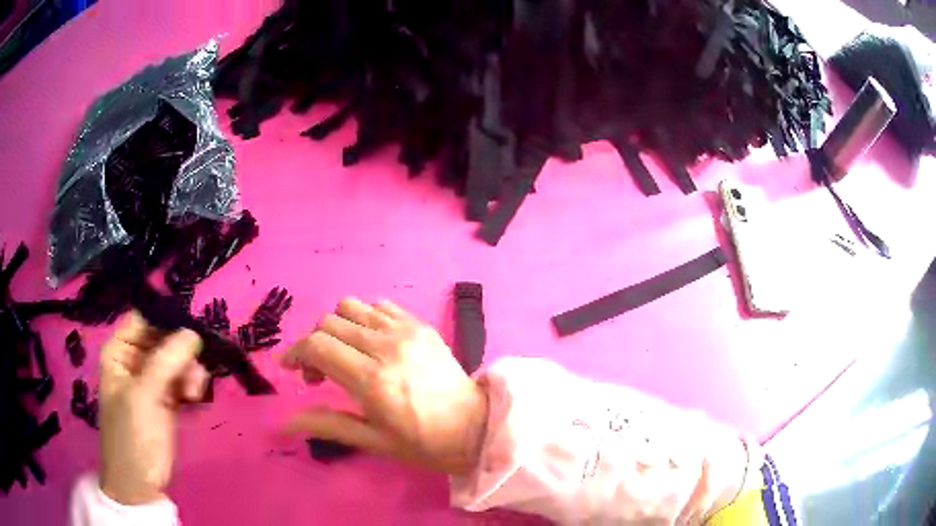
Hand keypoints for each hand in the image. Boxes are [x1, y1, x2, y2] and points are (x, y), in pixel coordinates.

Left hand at [99, 312, 207, 504]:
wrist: (139, 484)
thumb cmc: (132, 436)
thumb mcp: (144, 397)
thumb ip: (166, 362)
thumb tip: (193, 331)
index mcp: (119, 351)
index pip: (143, 319)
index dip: (165, 319)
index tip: (191, 330)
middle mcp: (134, 361)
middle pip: (162, 338)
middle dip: (181, 352)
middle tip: (196, 371)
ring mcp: (150, 381)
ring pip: (175, 360)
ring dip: (189, 371)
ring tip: (196, 392)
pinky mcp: (165, 401)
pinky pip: (181, 381)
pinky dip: (191, 386)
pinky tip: (195, 398)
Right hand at [282, 298, 488, 474]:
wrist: (476, 427)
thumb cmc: (423, 442)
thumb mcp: (372, 440)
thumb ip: (326, 424)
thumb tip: (282, 424)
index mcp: (372, 380)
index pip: (317, 346)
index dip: (295, 353)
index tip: (290, 369)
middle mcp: (385, 347)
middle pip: (328, 323)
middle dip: (313, 344)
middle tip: (320, 374)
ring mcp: (405, 331)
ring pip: (350, 307)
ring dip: (336, 327)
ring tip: (344, 354)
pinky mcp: (420, 325)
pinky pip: (380, 305)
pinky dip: (364, 318)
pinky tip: (370, 343)